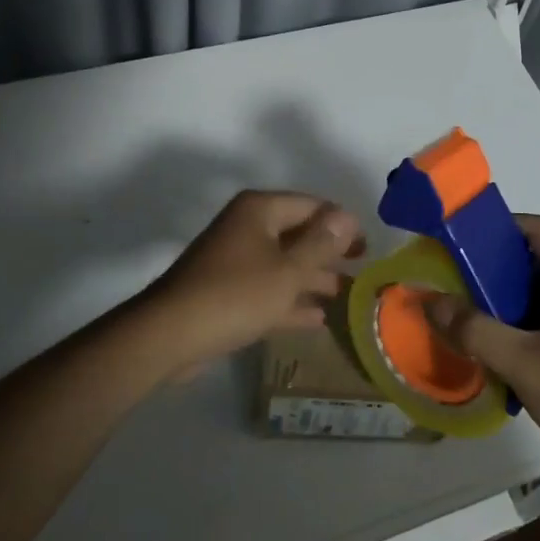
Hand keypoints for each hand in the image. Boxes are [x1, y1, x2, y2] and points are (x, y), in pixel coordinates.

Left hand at [134, 189, 365, 373]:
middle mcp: (247, 227)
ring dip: (313, 279)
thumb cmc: (236, 295)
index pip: (312, 205)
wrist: (171, 335)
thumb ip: (321, 244)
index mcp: (260, 210)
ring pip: (284, 264)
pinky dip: (291, 301)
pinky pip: (268, 289)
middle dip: (329, 253)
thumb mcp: (288, 270)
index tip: (368, 247)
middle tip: (362, 271)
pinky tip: (318, 319)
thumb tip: (347, 216)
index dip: (341, 224)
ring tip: (347, 296)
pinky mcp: (227, 292)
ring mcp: (235, 260)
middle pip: (297, 233)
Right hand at [428, 215, 539, 478]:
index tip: (458, 237)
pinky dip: (513, 319)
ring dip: (499, 294)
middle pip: (531, 256)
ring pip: (534, 288)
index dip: (497, 224)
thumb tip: (430, 300)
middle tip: (450, 276)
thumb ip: (474, 329)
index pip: (535, 227)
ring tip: (461, 308)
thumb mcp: (522, 362)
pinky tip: (489, 343)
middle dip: (489, 262)